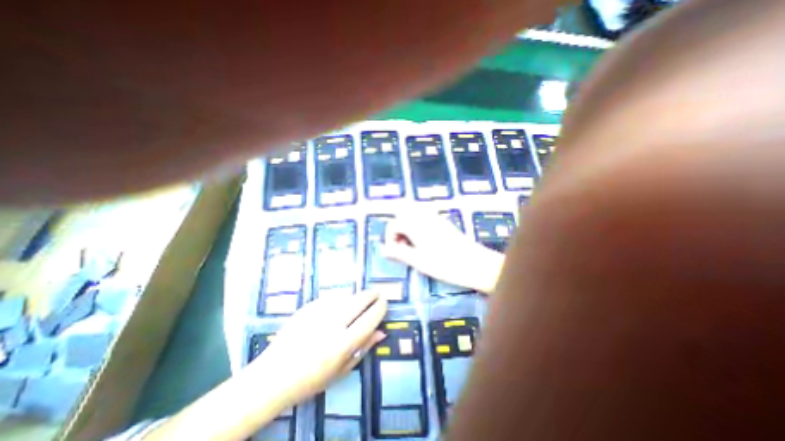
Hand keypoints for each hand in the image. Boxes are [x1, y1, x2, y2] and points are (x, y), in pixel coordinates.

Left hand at [248, 292, 385, 404]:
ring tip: (359, 300)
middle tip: (377, 294)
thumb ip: (363, 348)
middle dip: (372, 294)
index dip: (380, 308)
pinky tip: (340, 303)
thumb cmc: (310, 380)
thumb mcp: (341, 371)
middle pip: (359, 301)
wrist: (272, 376)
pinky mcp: (308, 307)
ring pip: (346, 295)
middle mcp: (332, 324)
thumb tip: (382, 332)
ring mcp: (318, 313)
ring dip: (356, 295)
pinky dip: (340, 298)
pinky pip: (331, 297)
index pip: (369, 319)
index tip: (385, 302)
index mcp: (342, 344)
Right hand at [381, 211, 505, 294]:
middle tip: (403, 243)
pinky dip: (418, 223)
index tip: (395, 252)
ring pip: (413, 210)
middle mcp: (423, 216)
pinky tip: (424, 240)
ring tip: (412, 241)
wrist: (475, 264)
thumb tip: (382, 250)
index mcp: (415, 225)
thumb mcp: (418, 261)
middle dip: (397, 225)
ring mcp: (435, 217)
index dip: (390, 238)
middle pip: (402, 210)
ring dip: (407, 223)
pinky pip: (424, 214)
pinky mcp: (443, 221)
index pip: (393, 224)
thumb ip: (398, 253)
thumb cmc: (445, 264)